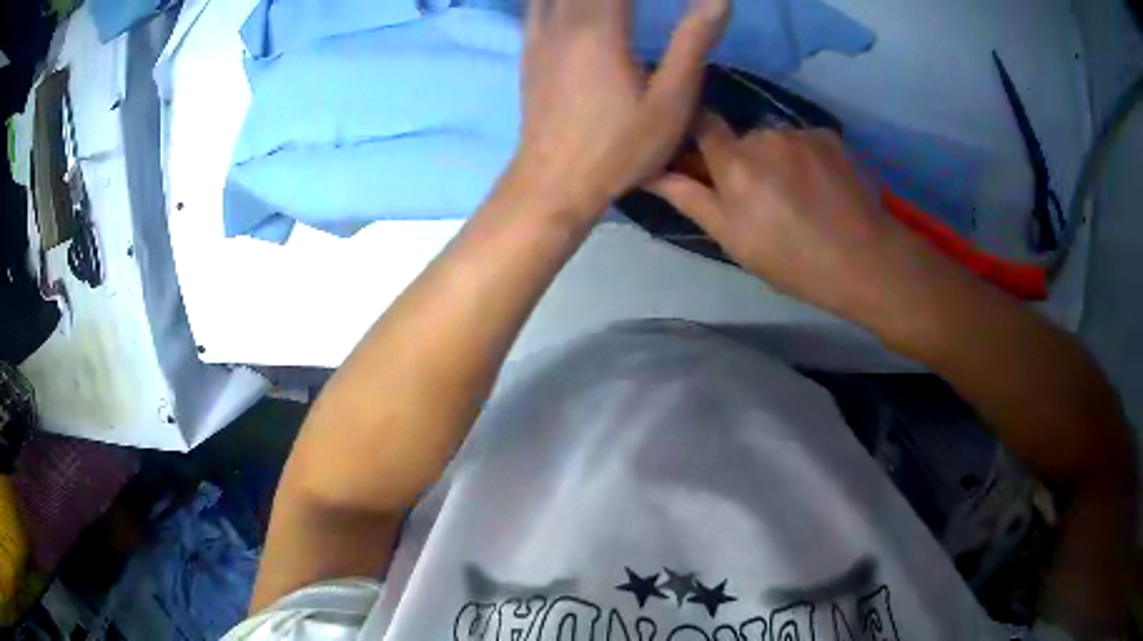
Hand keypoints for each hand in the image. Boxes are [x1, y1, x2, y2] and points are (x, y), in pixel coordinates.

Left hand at [507, 0, 729, 220]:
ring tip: (622, 9)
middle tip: (649, 6)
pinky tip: (577, 6)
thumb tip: (719, 0)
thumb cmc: (619, 148)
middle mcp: (563, 21)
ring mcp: (539, 35)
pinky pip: (538, 4)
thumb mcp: (671, 102)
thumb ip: (693, 43)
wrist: (553, 183)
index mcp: (599, 28)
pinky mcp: (529, 51)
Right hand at [651, 115, 939, 324]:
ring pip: (773, 139)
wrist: (865, 260)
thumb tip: (649, 173)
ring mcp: (800, 133)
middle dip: (742, 159)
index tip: (700, 156)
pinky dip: (803, 157)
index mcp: (735, 163)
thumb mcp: (734, 239)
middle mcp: (765, 136)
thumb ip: (690, 198)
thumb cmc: (793, 260)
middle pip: (740, 137)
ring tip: (797, 195)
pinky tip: (820, 186)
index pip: (700, 122)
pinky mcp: (828, 135)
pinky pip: (802, 139)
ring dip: (775, 158)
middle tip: (761, 198)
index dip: (696, 133)